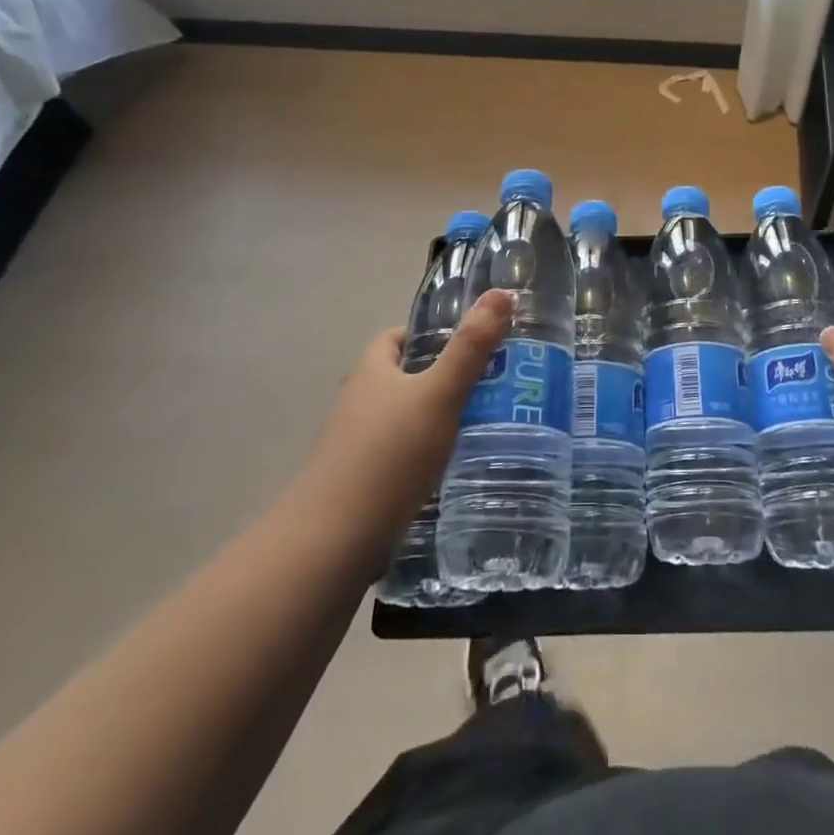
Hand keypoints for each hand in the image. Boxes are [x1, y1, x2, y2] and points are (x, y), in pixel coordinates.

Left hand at [300, 289, 513, 575]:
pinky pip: (396, 458)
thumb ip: (471, 347)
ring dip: (432, 421)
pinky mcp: (357, 486)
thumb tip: (502, 292)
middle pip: (400, 379)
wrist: (332, 542)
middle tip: (485, 387)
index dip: (428, 336)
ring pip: (400, 421)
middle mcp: (357, 403)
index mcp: (371, 372)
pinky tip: (448, 472)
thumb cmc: (389, 456)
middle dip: (438, 380)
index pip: (395, 338)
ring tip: (477, 429)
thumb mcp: (440, 395)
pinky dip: (421, 458)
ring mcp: (353, 448)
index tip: (468, 346)